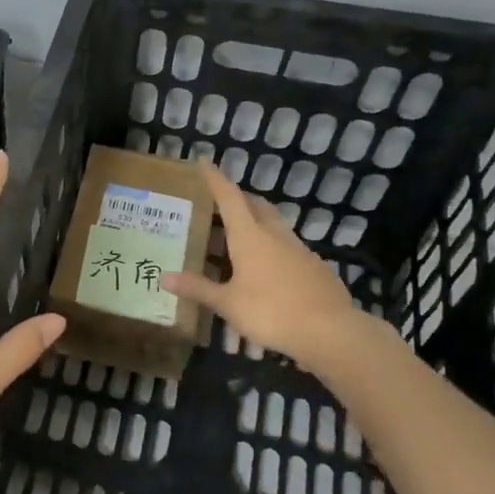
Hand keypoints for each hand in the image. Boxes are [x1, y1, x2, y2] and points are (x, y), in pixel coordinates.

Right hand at [161, 160, 370, 373]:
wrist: (331, 332)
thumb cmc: (271, 312)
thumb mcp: (228, 303)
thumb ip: (198, 288)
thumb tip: (163, 277)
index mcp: (250, 237)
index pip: (229, 198)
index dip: (215, 179)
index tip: (204, 161)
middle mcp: (275, 235)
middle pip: (256, 206)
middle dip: (238, 198)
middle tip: (220, 202)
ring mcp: (299, 250)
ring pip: (274, 224)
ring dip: (256, 221)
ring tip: (239, 234)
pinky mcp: (314, 267)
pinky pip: (288, 246)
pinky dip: (272, 246)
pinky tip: (266, 266)